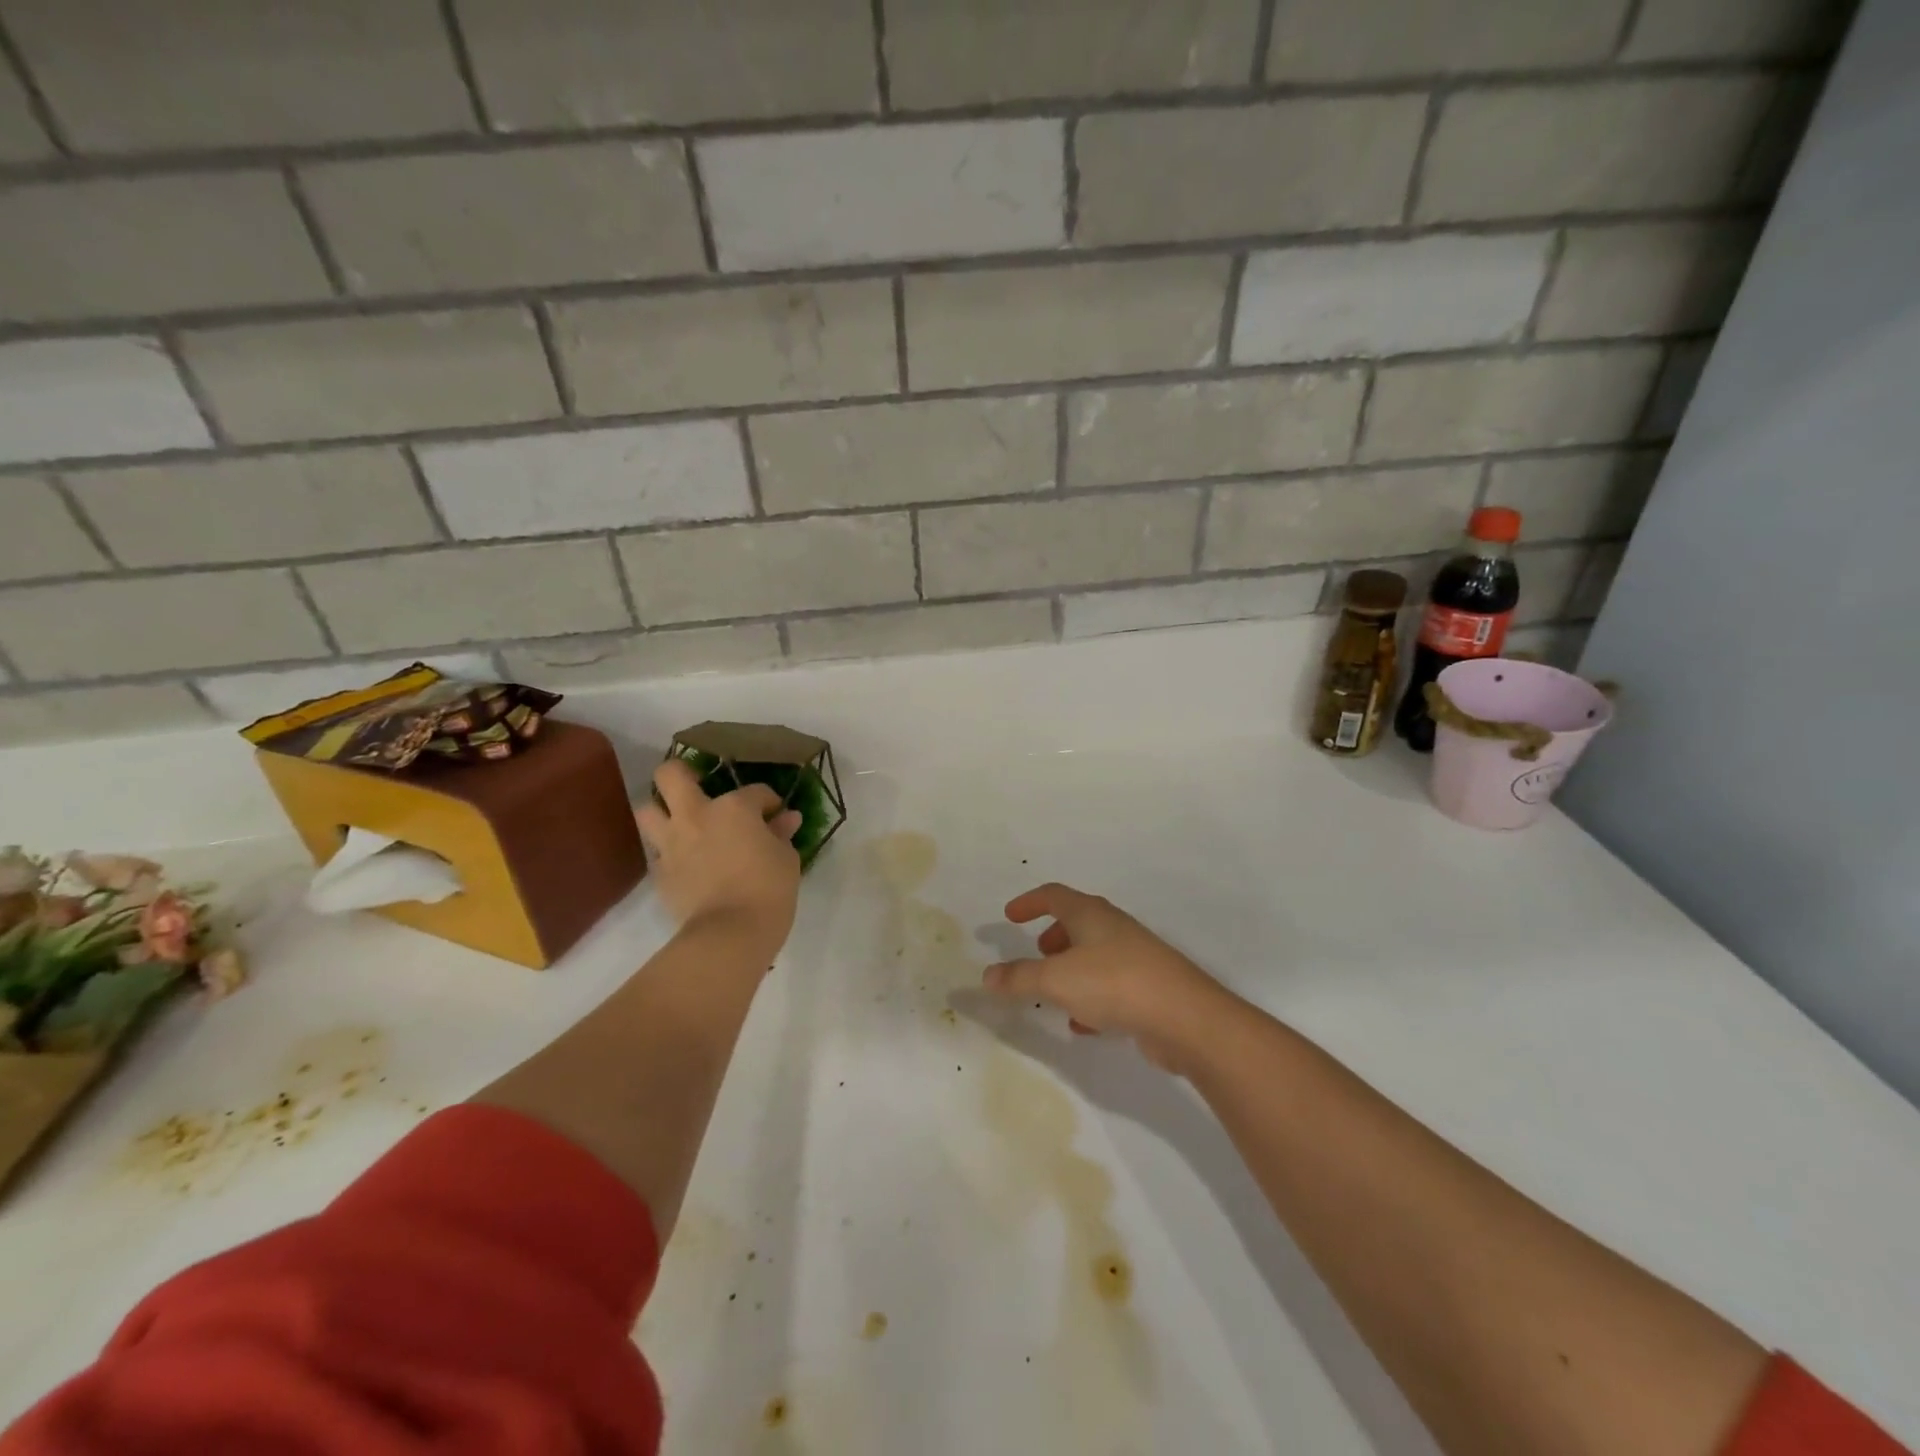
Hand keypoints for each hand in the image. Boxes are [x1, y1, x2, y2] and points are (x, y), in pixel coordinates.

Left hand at [636, 760, 802, 958]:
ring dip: (661, 810)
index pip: (755, 791)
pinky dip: (669, 851)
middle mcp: (696, 815)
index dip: (768, 801)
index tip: (776, 814)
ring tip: (679, 821)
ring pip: (647, 810)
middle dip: (681, 772)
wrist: (731, 933)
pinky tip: (685, 861)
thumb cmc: (769, 889)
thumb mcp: (786, 858)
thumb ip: (781, 834)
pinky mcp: (660, 872)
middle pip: (671, 775)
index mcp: (734, 807)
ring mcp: (672, 843)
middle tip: (697, 785)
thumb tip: (786, 819)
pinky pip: (657, 852)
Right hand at [981, 883, 1235, 1072]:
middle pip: (1078, 921)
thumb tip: (987, 975)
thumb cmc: (1114, 983)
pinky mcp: (1149, 988)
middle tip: (1037, 954)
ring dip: (1071, 969)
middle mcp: (1114, 929)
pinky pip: (1111, 985)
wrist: (1185, 1018)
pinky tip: (1082, 1025)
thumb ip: (1019, 978)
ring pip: (1095, 955)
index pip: (1054, 895)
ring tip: (1054, 993)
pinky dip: (1090, 998)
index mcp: (1091, 914)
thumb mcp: (1056, 980)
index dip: (1029, 902)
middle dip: (1053, 936)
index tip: (1009, 916)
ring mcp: (1135, 958)